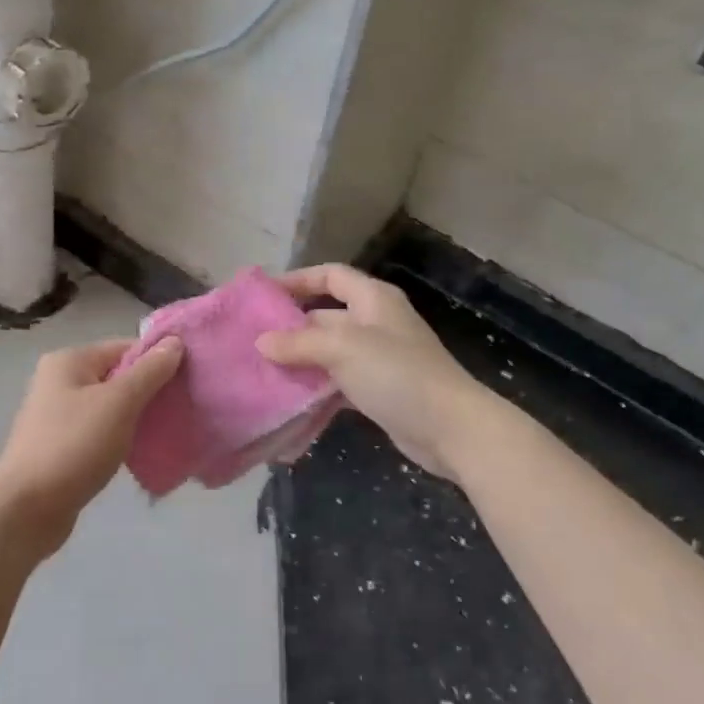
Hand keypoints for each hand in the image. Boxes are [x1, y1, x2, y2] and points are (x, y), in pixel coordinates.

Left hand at [0, 337, 184, 558]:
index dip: (158, 361)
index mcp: (69, 361)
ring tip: (166, 432)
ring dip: (137, 418)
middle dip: (150, 391)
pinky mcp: (60, 446)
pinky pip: (99, 432)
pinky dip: (120, 438)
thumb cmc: (74, 446)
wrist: (26, 510)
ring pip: (110, 406)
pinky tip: (140, 453)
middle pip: (117, 376)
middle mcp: (59, 381)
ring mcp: (56, 415)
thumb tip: (174, 341)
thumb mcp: (119, 403)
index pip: (125, 347)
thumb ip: (150, 371)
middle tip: (181, 408)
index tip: (188, 381)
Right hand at [258, 266, 485, 480]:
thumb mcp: (343, 348)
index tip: (264, 295)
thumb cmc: (397, 374)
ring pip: (329, 352)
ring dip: (300, 360)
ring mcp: (378, 358)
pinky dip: (316, 388)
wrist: (450, 428)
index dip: (298, 279)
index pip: (330, 275)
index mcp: (373, 299)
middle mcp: (375, 323)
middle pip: (326, 315)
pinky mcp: (378, 390)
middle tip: (252, 340)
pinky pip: (338, 382)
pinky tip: (290, 399)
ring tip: (262, 370)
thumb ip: (299, 342)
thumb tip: (261, 342)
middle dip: (291, 326)